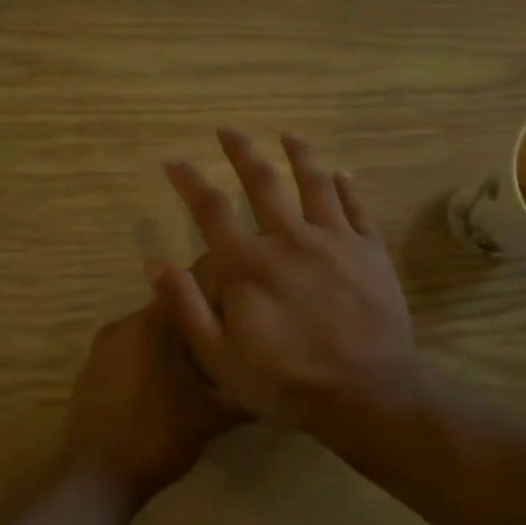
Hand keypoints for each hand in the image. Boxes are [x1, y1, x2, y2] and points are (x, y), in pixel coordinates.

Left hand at [60, 280, 244, 506]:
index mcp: (150, 324)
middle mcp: (121, 325)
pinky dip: (145, 365)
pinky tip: (163, 392)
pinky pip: (125, 356)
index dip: (214, 306)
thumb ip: (242, 395)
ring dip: (169, 350)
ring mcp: (100, 349)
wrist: (95, 478)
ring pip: (145, 337)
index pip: (188, 293)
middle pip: (167, 316)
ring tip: (197, 376)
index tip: (235, 324)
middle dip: (193, 332)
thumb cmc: (157, 436)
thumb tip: (274, 386)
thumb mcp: (211, 417)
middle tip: (222, 354)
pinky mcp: (88, 373)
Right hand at [156, 129, 417, 424]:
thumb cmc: (286, 382)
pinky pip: (356, 206)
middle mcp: (289, 239)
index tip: (173, 159)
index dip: (188, 181)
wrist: (366, 393)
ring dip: (299, 154)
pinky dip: (346, 186)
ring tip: (288, 135)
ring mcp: (335, 240)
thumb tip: (155, 263)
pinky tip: (340, 173)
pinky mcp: (370, 250)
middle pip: (263, 182)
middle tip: (228, 131)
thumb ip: (186, 308)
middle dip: (241, 152)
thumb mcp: (220, 358)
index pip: (210, 209)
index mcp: (248, 265)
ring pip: (314, 183)